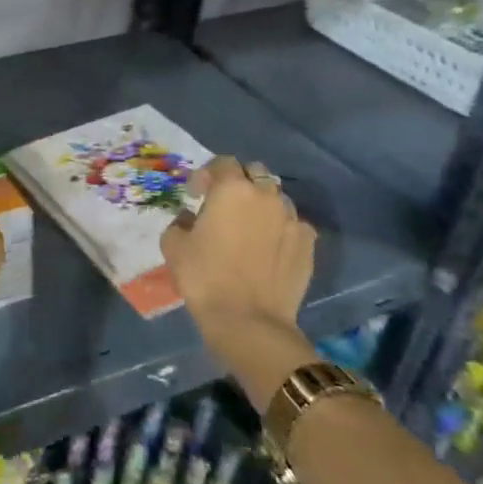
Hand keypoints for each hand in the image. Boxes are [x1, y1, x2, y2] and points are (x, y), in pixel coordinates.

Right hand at [161, 156, 317, 379]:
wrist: (248, 320)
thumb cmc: (205, 277)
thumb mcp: (173, 245)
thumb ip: (179, 222)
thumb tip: (190, 218)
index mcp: (231, 189)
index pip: (222, 163)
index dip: (207, 174)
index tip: (196, 193)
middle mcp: (265, 195)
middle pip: (255, 172)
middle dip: (239, 181)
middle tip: (224, 204)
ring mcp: (291, 218)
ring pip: (277, 197)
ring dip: (262, 203)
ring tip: (250, 226)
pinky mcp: (308, 243)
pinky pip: (294, 224)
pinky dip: (281, 228)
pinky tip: (270, 247)